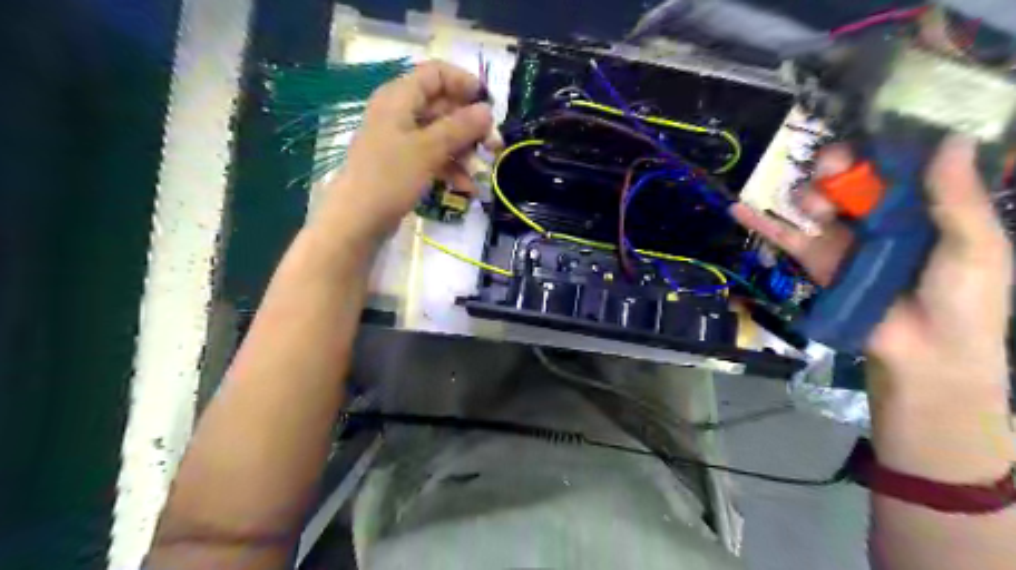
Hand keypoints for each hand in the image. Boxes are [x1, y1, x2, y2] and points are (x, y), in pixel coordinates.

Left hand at [315, 61, 497, 240]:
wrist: (358, 220)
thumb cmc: (390, 177)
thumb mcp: (428, 149)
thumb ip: (460, 127)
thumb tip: (487, 110)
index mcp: (399, 97)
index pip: (436, 73)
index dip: (464, 83)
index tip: (489, 105)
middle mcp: (400, 113)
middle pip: (442, 106)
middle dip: (470, 125)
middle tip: (493, 145)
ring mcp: (402, 140)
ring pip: (441, 134)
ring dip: (464, 150)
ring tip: (480, 170)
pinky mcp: (404, 165)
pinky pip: (433, 157)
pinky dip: (451, 168)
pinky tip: (465, 187)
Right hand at [736, 136, 1011, 395]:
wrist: (924, 352)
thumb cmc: (963, 298)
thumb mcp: (976, 245)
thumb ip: (957, 197)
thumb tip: (953, 138)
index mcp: (920, 207)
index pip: (895, 167)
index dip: (879, 148)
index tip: (869, 135)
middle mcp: (877, 218)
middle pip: (848, 180)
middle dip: (836, 166)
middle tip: (832, 165)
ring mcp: (841, 239)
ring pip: (816, 202)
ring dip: (808, 193)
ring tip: (816, 205)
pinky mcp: (815, 260)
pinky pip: (785, 237)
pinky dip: (760, 222)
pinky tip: (738, 207)